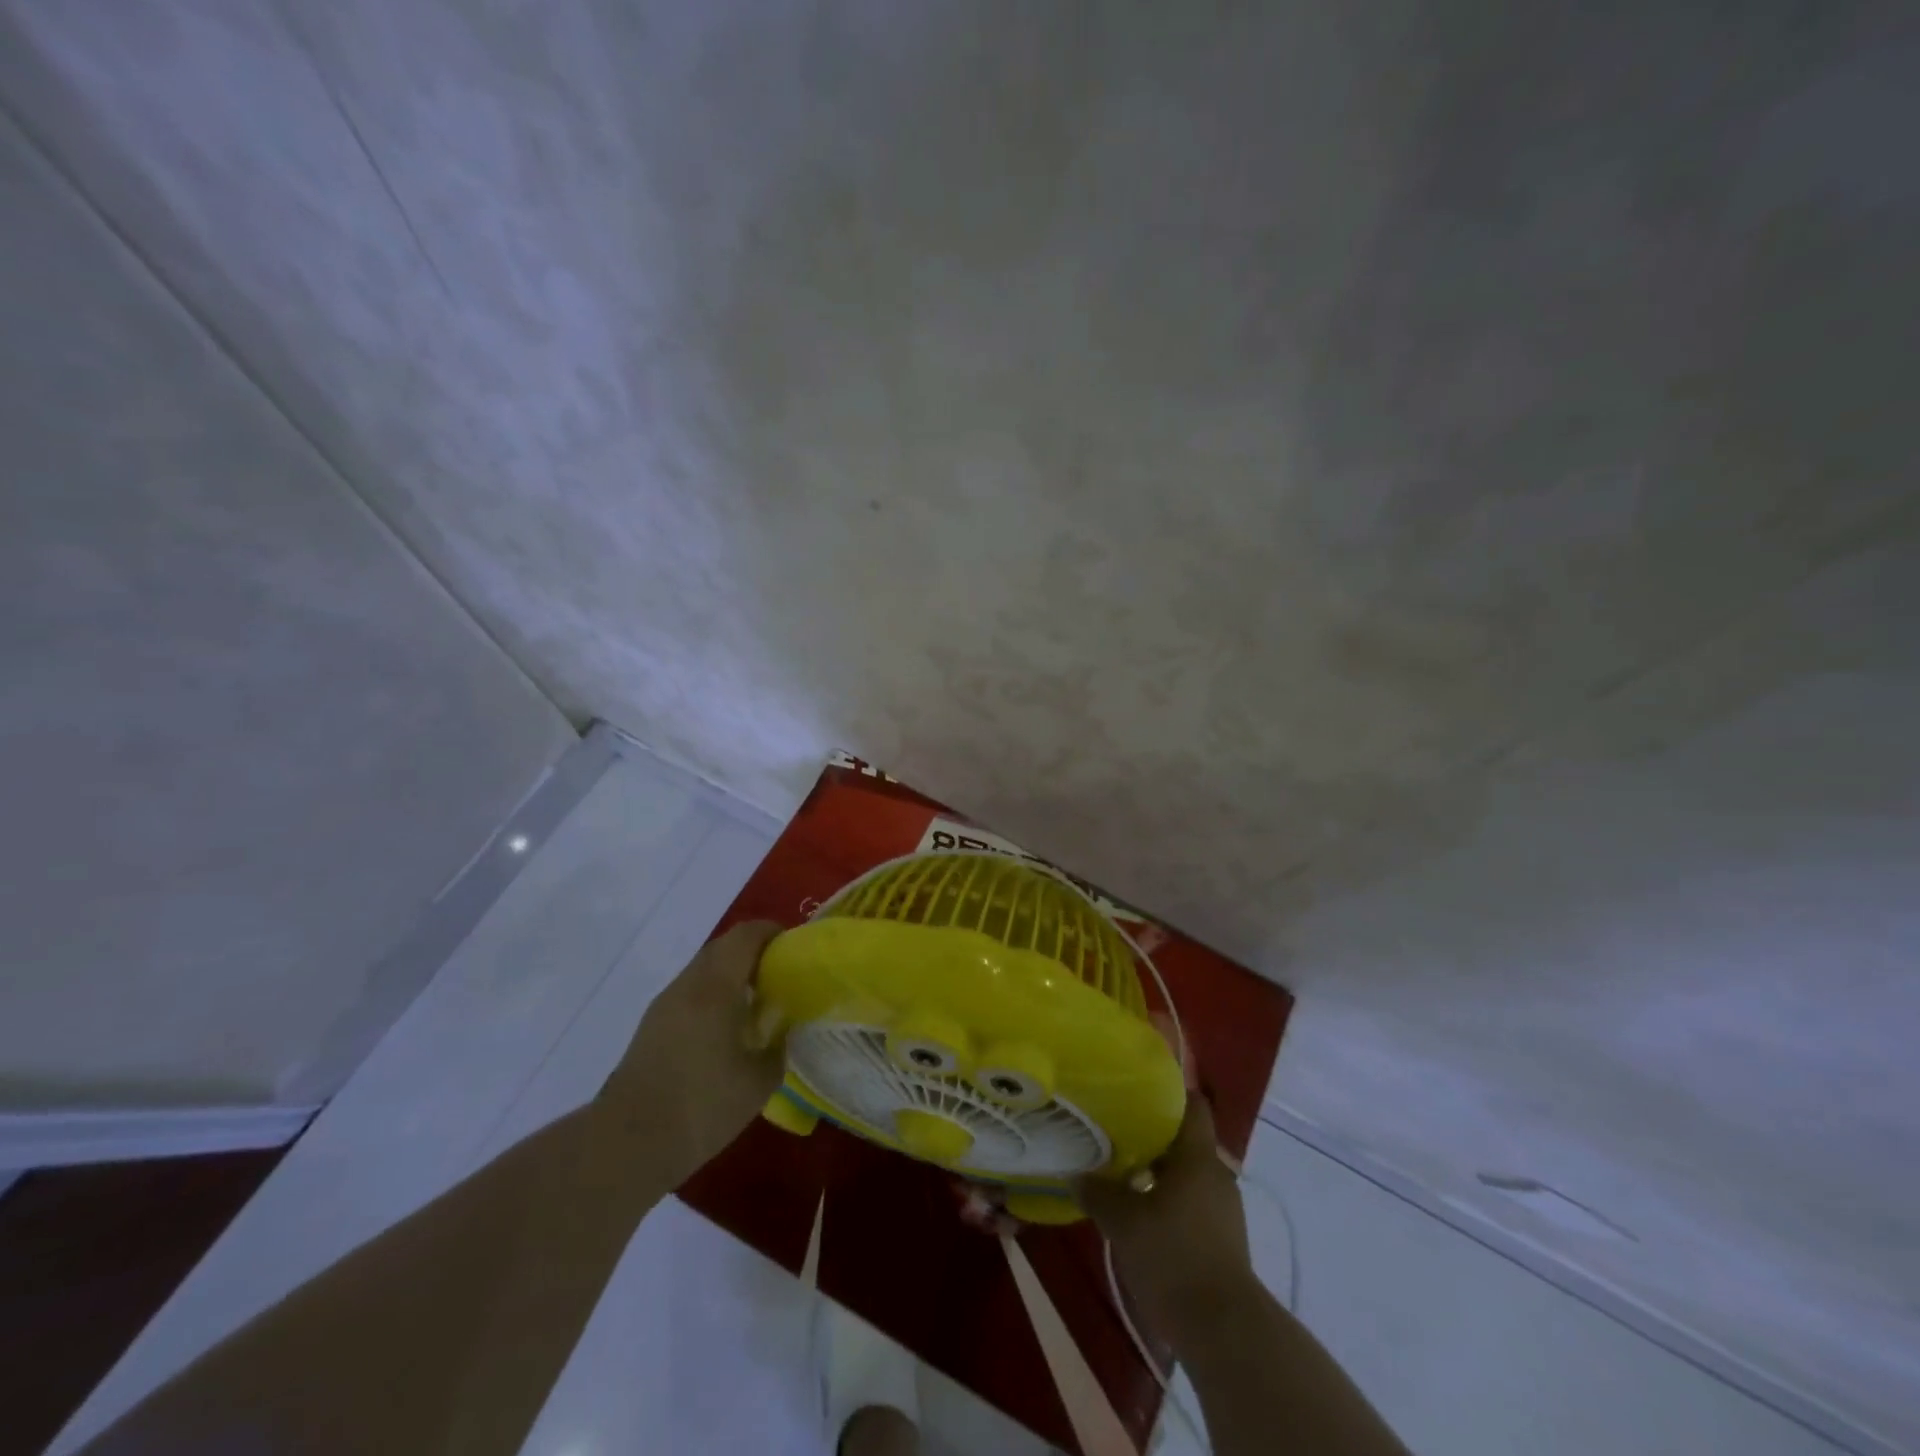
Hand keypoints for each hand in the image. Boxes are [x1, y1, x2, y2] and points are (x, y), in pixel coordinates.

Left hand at [596, 921, 786, 1186]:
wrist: (628, 1144)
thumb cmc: (701, 1107)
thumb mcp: (759, 1081)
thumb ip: (778, 1046)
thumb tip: (781, 1029)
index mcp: (716, 987)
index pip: (746, 936)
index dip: (772, 933)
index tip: (794, 950)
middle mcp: (688, 985)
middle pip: (723, 947)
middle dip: (753, 952)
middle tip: (780, 976)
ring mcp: (665, 1005)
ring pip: (703, 970)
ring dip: (730, 974)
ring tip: (755, 1004)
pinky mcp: (651, 1027)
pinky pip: (690, 993)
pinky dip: (712, 995)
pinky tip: (725, 1030)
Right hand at [1078, 1097, 1256, 1340]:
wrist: (1224, 1332)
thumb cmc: (1174, 1258)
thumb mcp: (1124, 1222)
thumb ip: (1098, 1192)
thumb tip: (1075, 1173)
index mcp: (1198, 1156)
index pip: (1193, 1105)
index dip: (1170, 1092)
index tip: (1137, 1088)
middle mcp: (1216, 1174)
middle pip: (1185, 1140)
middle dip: (1153, 1136)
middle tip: (1116, 1132)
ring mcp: (1224, 1209)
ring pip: (1187, 1174)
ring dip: (1159, 1172)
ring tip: (1122, 1173)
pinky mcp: (1223, 1240)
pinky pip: (1193, 1203)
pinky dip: (1169, 1200)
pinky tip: (1141, 1214)